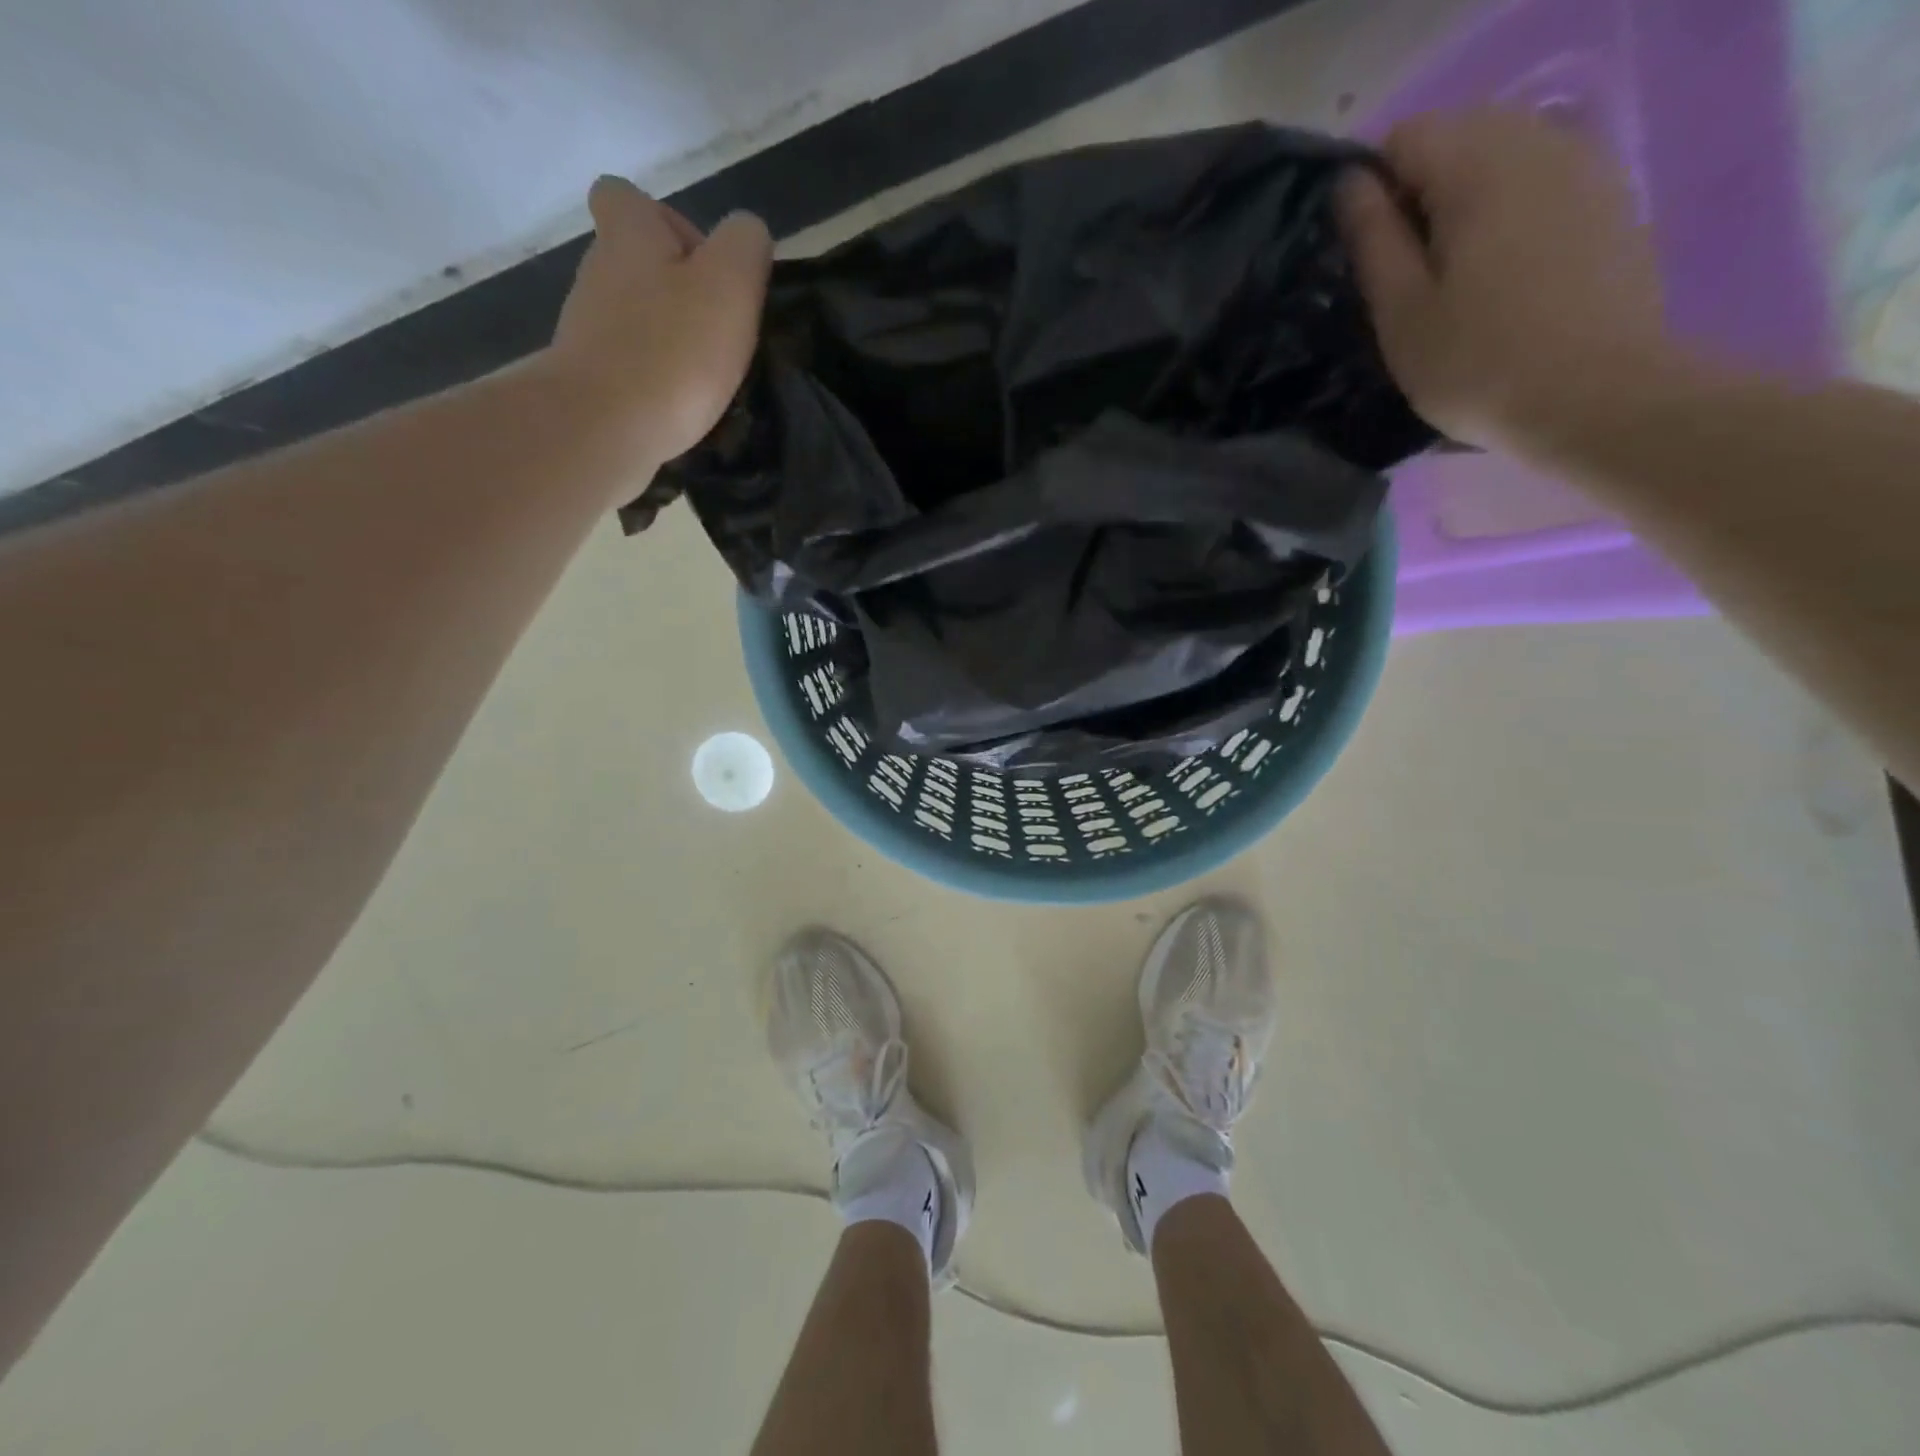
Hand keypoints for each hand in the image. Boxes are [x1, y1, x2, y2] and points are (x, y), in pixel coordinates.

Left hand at [549, 175, 771, 464]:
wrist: (605, 428)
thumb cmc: (674, 350)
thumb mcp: (730, 285)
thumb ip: (745, 246)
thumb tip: (746, 233)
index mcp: (629, 236)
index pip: (627, 197)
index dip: (667, 221)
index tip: (702, 264)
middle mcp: (598, 272)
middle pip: (636, 263)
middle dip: (677, 290)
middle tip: (718, 330)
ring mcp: (588, 329)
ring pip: (634, 318)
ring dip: (669, 338)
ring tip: (706, 376)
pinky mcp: (591, 379)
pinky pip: (630, 366)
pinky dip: (656, 378)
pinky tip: (682, 405)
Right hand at [1340, 107, 1670, 456]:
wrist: (1596, 396)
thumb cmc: (1478, 363)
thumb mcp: (1400, 313)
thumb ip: (1371, 239)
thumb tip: (1349, 185)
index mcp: (1477, 168)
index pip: (1405, 137)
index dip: (1374, 190)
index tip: (1370, 255)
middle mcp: (1537, 142)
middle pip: (1457, 137)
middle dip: (1421, 194)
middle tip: (1409, 275)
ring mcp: (1584, 165)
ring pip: (1501, 158)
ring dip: (1466, 204)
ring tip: (1455, 279)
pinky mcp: (1609, 198)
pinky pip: (1541, 181)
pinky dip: (1509, 212)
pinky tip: (1504, 275)